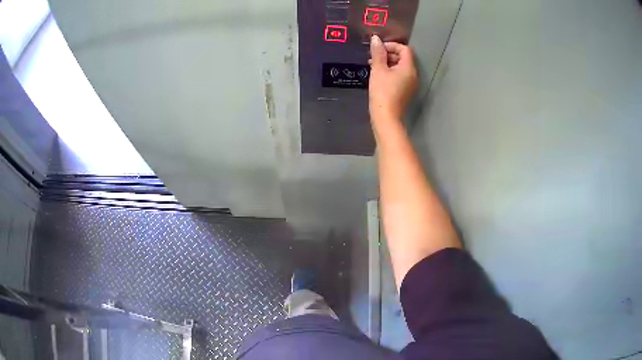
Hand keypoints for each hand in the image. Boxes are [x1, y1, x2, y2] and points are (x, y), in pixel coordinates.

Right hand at [368, 35, 417, 120]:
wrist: (386, 117)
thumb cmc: (382, 92)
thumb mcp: (378, 70)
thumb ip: (377, 53)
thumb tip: (376, 39)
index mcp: (409, 68)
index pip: (404, 49)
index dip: (391, 45)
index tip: (378, 49)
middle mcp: (413, 74)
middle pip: (403, 57)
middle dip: (388, 54)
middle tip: (373, 57)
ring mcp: (410, 84)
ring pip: (400, 67)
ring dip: (387, 63)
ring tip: (373, 66)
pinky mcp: (405, 91)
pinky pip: (399, 76)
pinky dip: (390, 72)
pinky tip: (378, 75)